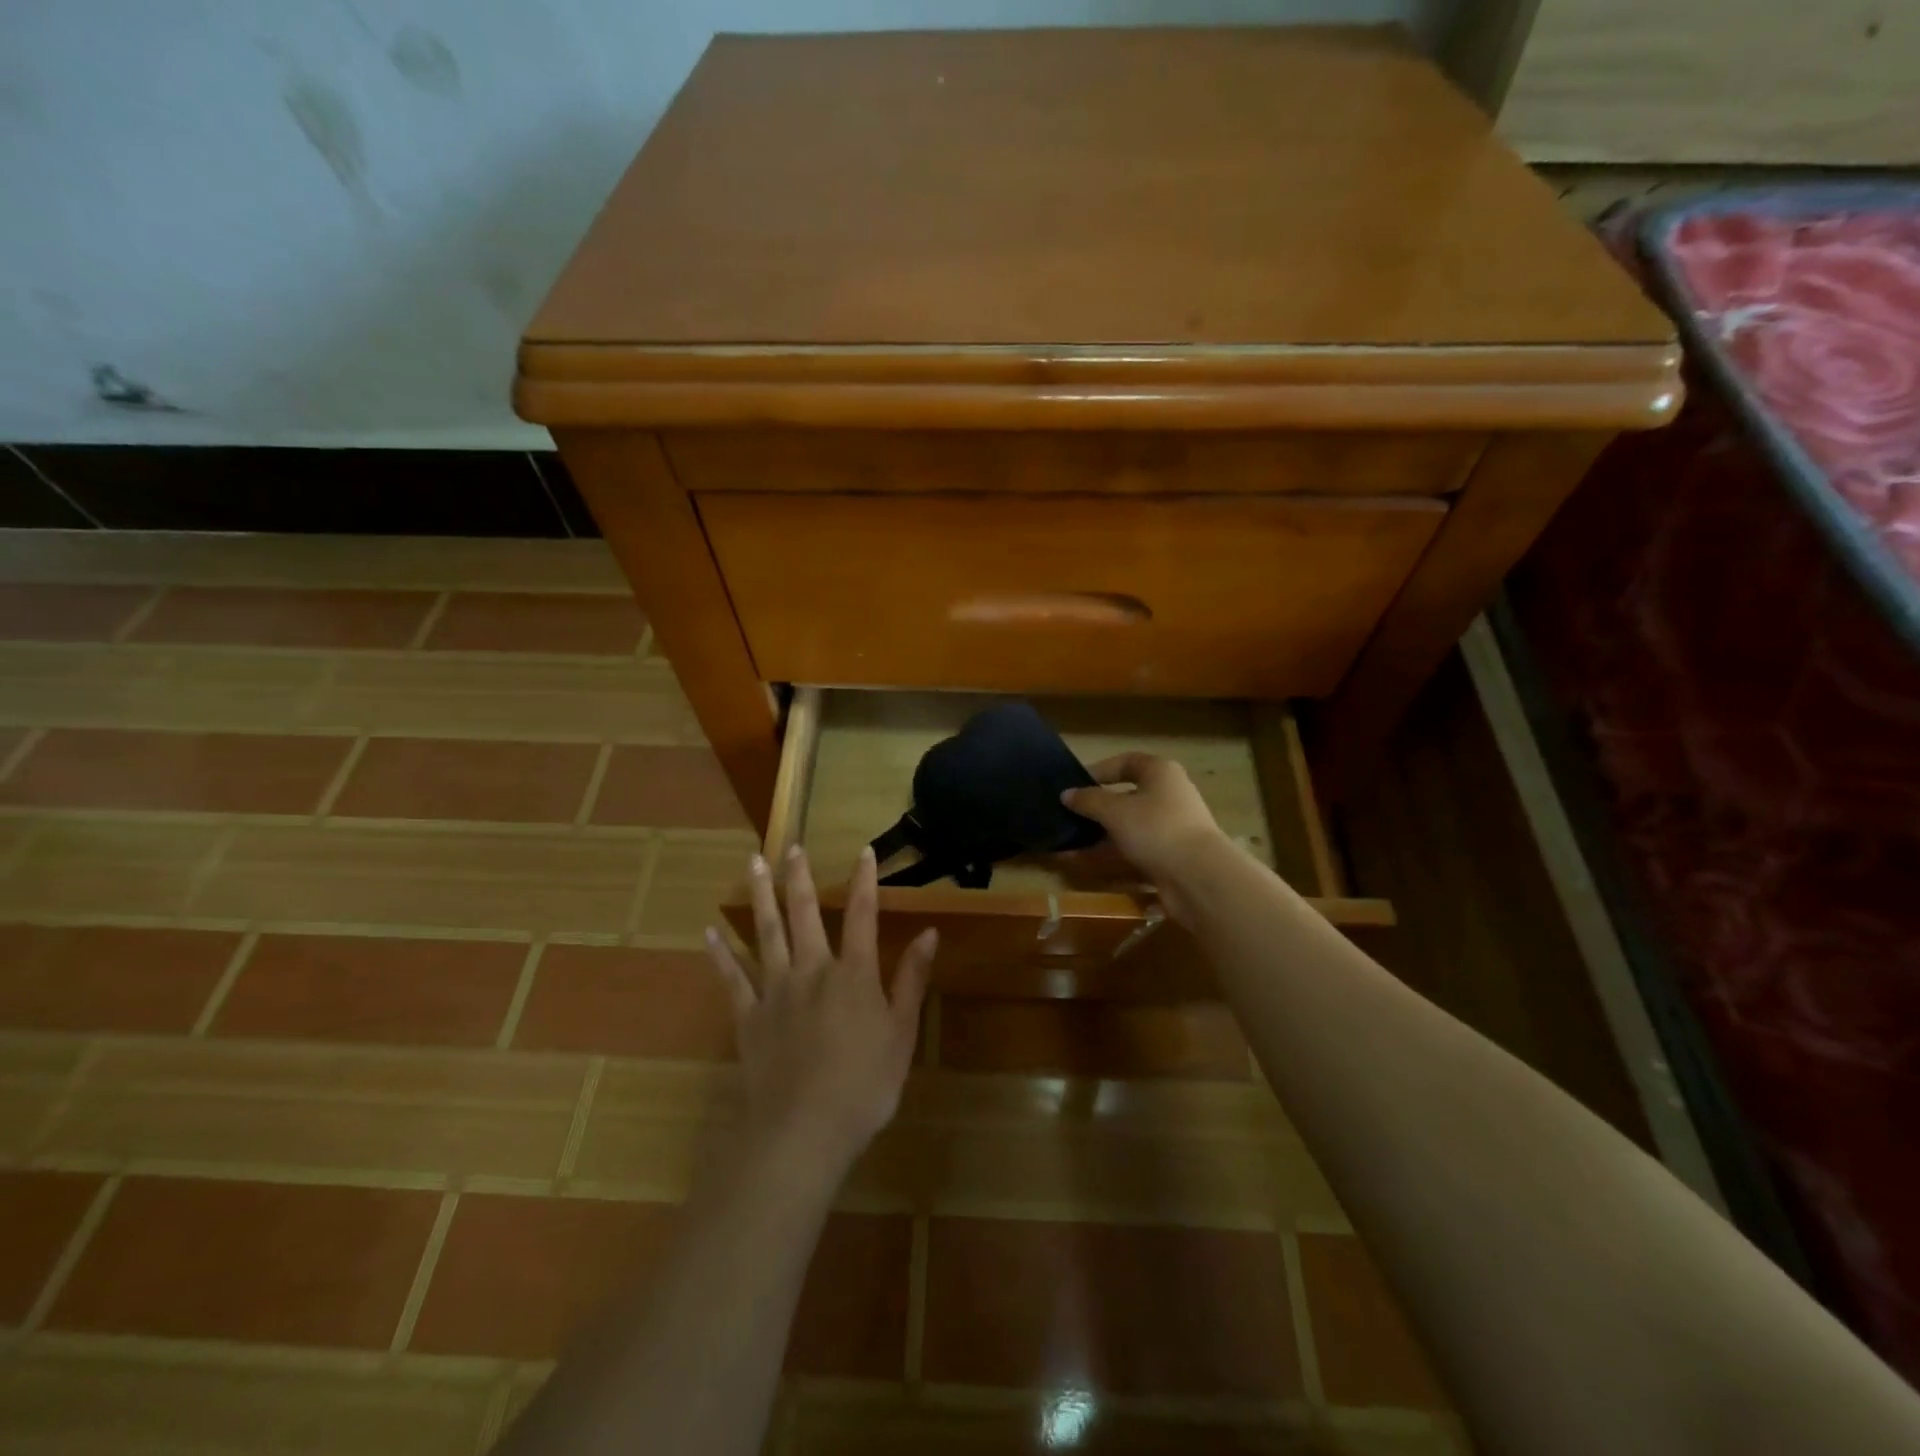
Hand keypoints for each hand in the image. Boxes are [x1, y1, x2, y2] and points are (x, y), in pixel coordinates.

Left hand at [705, 846, 935, 1170]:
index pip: (862, 915)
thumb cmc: (864, 1086)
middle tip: (790, 847)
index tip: (863, 851)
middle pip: (805, 914)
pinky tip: (709, 932)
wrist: (803, 1132)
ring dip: (760, 897)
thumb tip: (929, 934)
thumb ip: (911, 980)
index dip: (864, 881)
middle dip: (799, 878)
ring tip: (752, 864)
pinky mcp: (748, 1017)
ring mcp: (775, 991)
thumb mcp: (901, 1034)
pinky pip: (731, 979)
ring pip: (766, 933)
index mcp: (853, 974)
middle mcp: (812, 970)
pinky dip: (720, 954)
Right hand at [1061, 753, 1228, 919]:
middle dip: (1097, 807)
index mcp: (1160, 773)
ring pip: (1129, 826)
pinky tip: (1084, 863)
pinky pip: (1134, 850)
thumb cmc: (1155, 828)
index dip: (1100, 770)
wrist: (1198, 876)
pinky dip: (1110, 855)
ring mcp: (1171, 827)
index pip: (1127, 762)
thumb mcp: (1114, 810)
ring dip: (1100, 834)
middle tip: (1070, 815)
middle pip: (1127, 796)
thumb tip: (1066, 794)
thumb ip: (1088, 800)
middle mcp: (1169, 795)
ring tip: (1069, 843)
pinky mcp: (1170, 855)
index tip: (1075, 784)